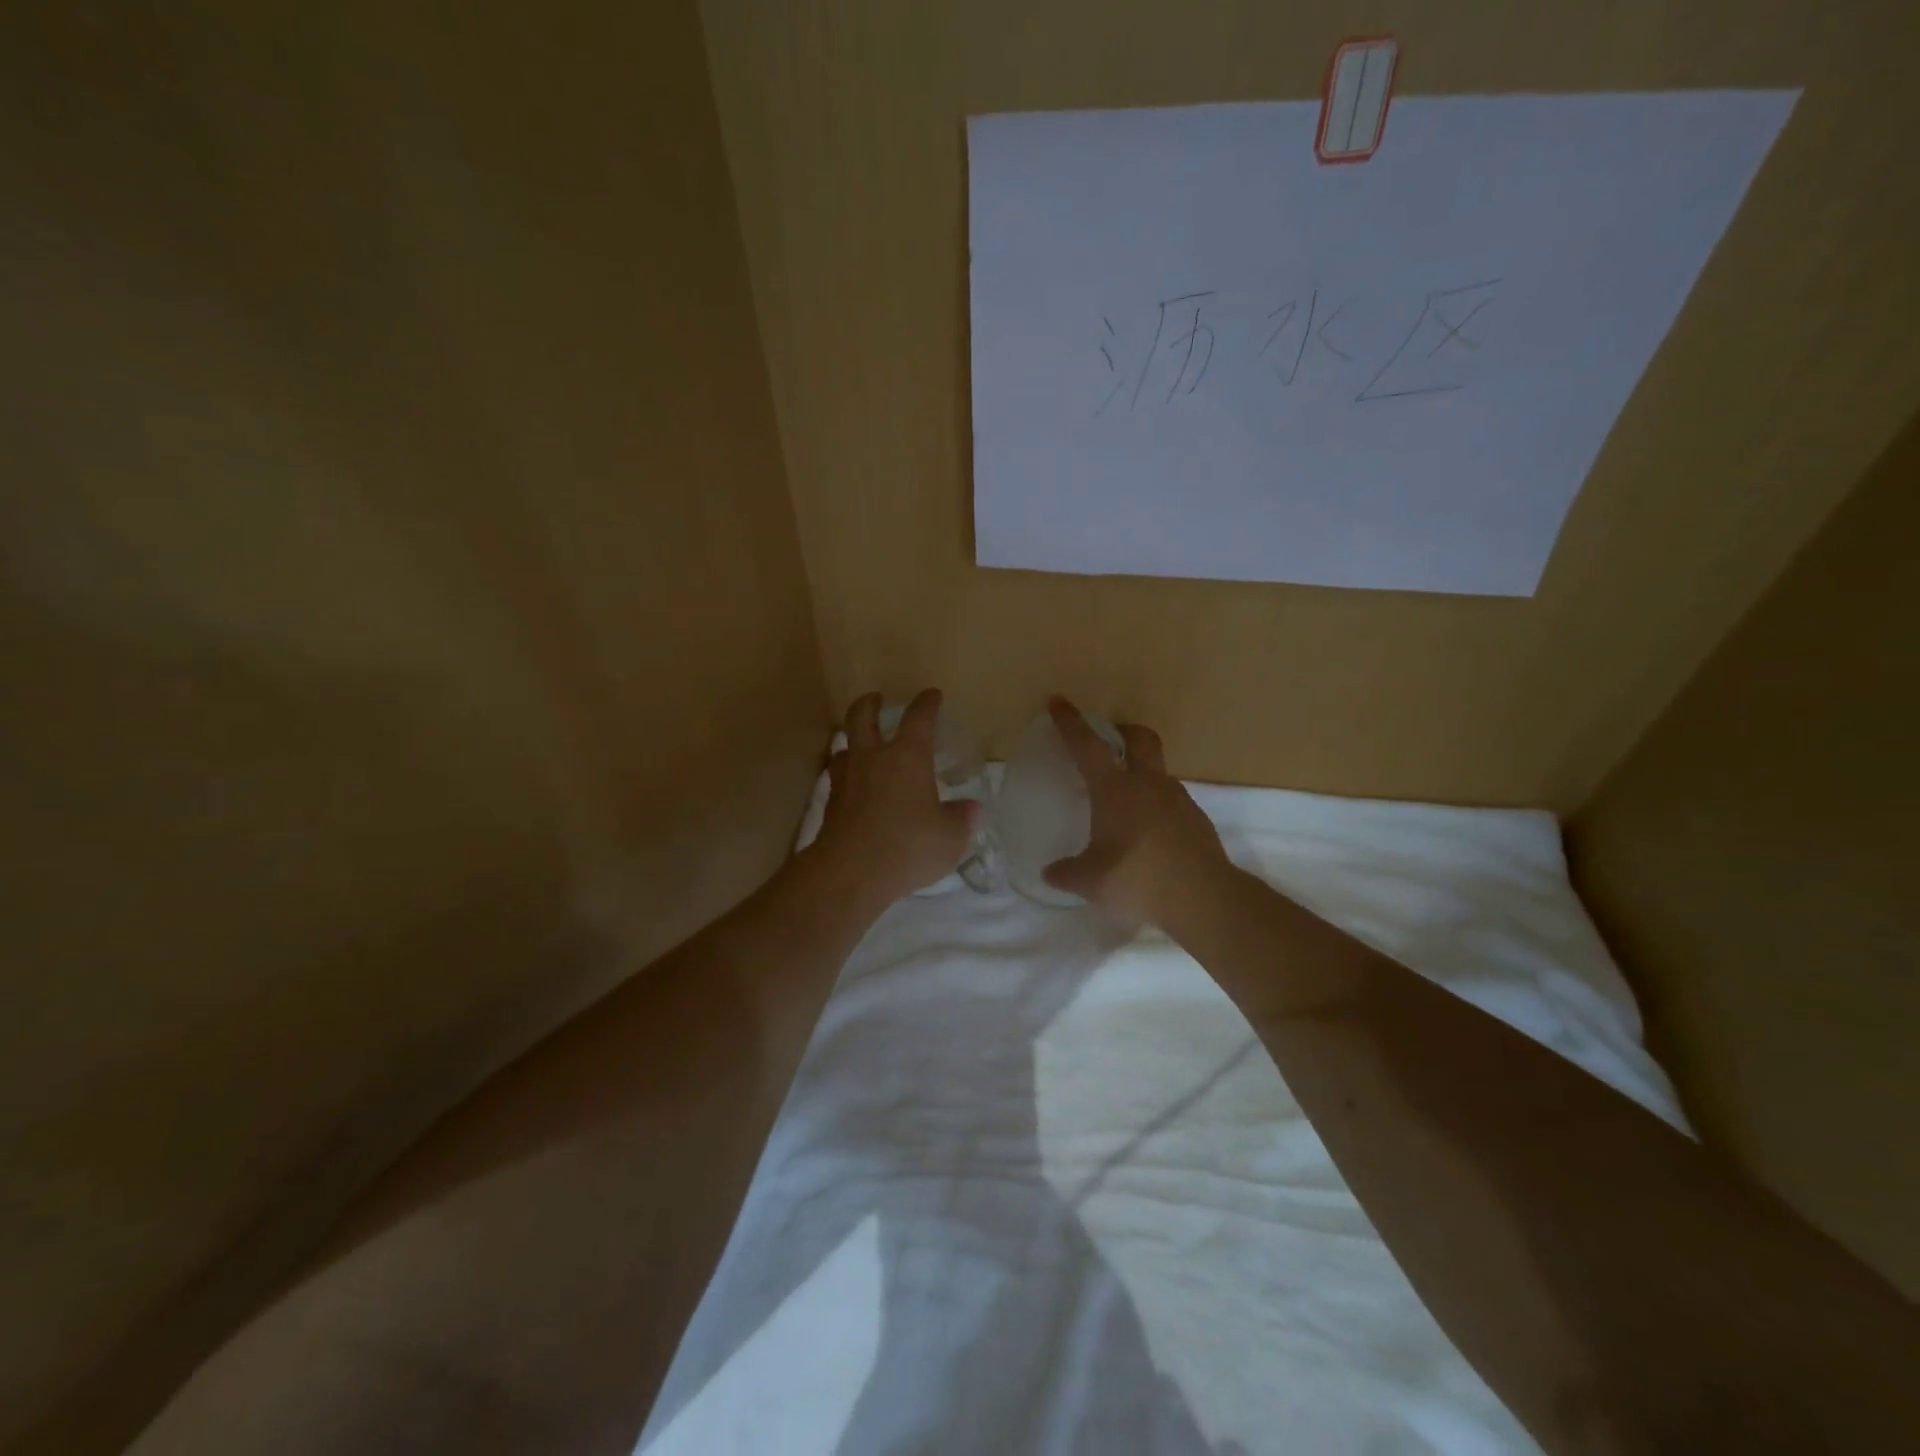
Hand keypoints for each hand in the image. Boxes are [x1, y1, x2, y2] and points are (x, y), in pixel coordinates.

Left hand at [814, 689, 978, 909]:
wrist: (850, 872)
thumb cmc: (908, 846)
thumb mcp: (949, 837)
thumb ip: (961, 819)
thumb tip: (971, 809)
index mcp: (908, 756)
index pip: (919, 717)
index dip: (927, 703)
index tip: (932, 696)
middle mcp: (873, 757)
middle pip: (863, 715)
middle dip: (870, 703)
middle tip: (877, 699)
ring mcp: (846, 778)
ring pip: (842, 745)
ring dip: (851, 740)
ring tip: (860, 746)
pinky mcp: (830, 803)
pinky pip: (836, 777)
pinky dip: (845, 774)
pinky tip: (853, 787)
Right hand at [1043, 697, 1231, 925]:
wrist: (1202, 897)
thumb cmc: (1137, 878)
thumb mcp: (1090, 881)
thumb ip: (1067, 873)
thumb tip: (1050, 873)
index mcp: (1115, 789)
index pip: (1087, 746)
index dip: (1071, 723)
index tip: (1058, 702)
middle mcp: (1148, 784)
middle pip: (1139, 738)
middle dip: (1123, 730)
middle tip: (1109, 738)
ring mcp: (1178, 800)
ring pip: (1159, 770)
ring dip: (1142, 771)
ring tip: (1126, 798)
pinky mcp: (1197, 820)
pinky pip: (1172, 801)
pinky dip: (1157, 805)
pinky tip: (1148, 831)